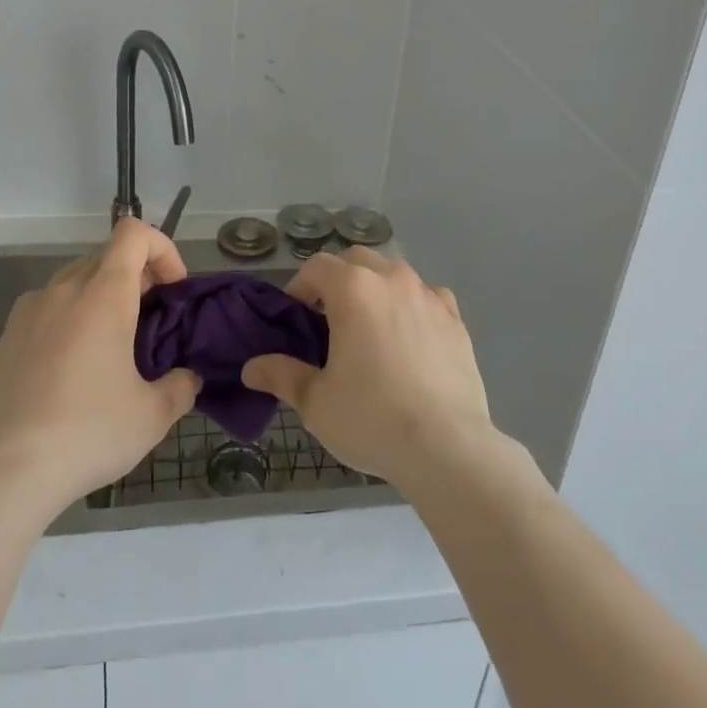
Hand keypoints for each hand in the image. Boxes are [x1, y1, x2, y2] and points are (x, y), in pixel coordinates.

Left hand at [0, 219, 199, 522]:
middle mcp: (64, 289)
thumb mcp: (152, 416)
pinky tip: (73, 368)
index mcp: (103, 294)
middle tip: (151, 322)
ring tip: (112, 346)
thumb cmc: (88, 433)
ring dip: (103, 297)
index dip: (162, 248)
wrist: (5, 475)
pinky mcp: (7, 338)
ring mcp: (30, 311)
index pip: (133, 233)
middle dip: (138, 277)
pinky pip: (49, 307)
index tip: (173, 288)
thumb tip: (187, 379)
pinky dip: (71, 318)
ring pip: (76, 281)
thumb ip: (181, 387)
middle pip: (107, 256)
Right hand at [241, 248, 499, 490]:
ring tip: (370, 328)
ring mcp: (429, 295)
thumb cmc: (371, 418)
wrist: (447, 447)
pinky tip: (410, 337)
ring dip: (376, 289)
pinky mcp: (456, 319)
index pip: (317, 266)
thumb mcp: (316, 402)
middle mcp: (392, 279)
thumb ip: (282, 375)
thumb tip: (250, 368)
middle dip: (338, 280)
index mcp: (354, 289)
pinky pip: (428, 297)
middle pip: (357, 260)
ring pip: (394, 274)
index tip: (296, 317)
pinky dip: (413, 306)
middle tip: (329, 320)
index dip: (300, 287)